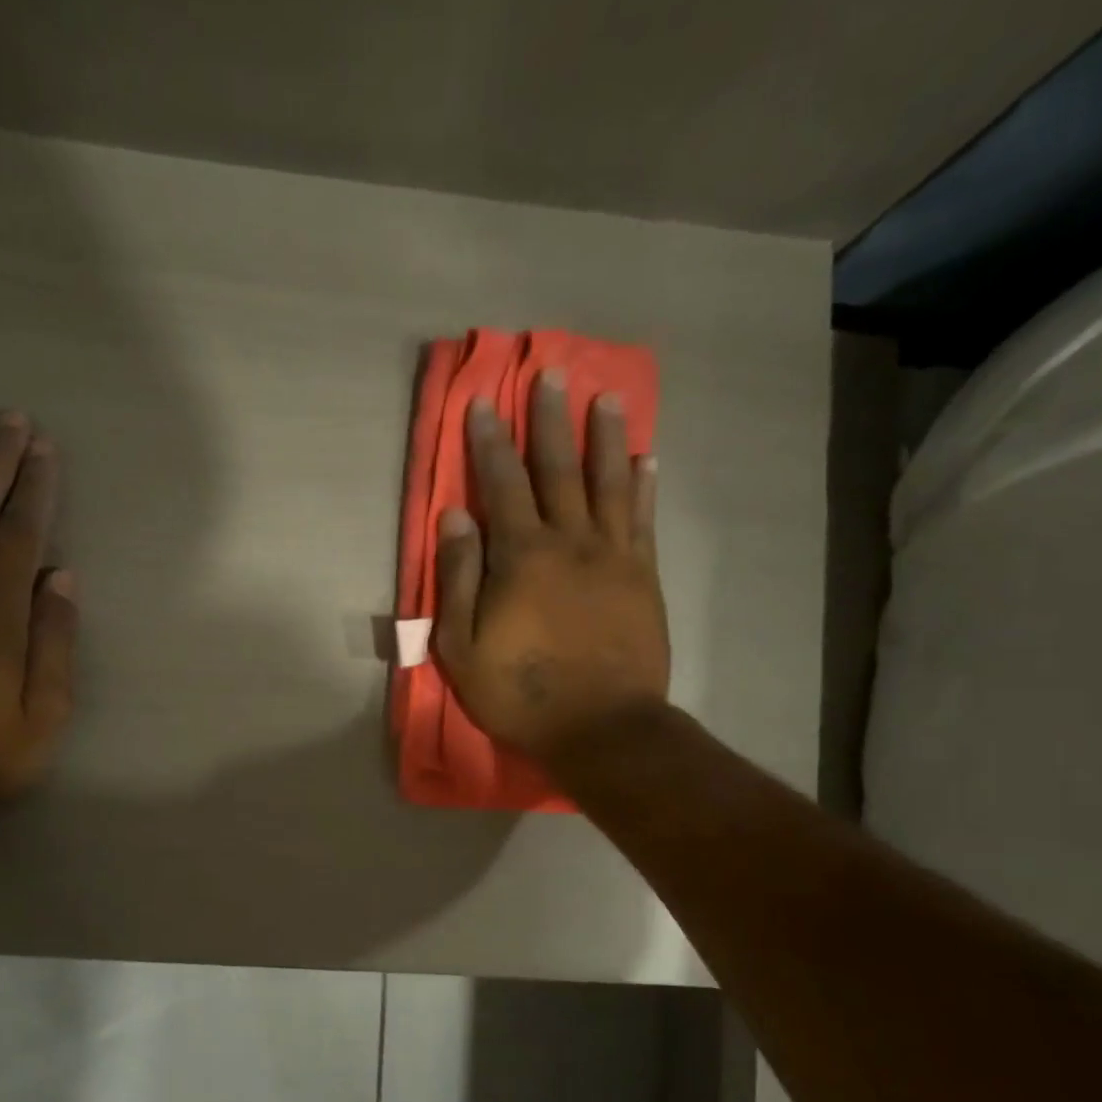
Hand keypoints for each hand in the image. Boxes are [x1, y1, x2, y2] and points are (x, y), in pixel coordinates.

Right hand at [433, 371, 670, 761]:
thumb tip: (456, 515)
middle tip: (552, 374)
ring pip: (609, 483)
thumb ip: (459, 577)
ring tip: (606, 396)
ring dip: (606, 437)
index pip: (501, 485)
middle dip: (551, 420)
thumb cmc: (520, 692)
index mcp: (521, 556)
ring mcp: (613, 556)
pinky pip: (643, 520)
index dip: (490, 442)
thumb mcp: (462, 647)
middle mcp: (569, 542)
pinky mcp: (643, 577)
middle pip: (558, 469)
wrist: (601, 728)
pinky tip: (646, 459)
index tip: (485, 401)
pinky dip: (643, 486)